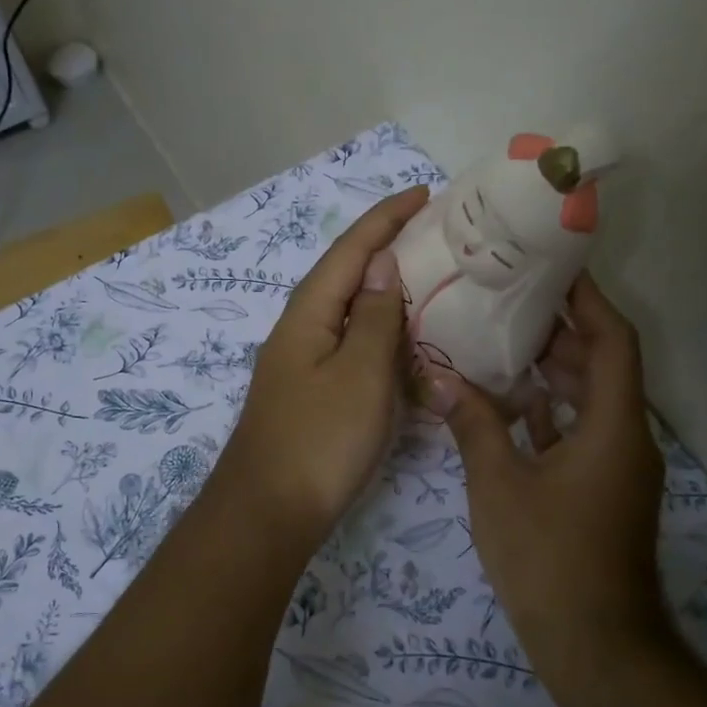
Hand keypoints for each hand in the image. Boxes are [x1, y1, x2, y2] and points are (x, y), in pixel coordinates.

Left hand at [221, 186, 430, 545]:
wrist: (269, 513)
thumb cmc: (320, 440)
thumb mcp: (360, 373)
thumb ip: (376, 317)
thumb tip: (383, 263)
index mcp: (309, 314)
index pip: (351, 250)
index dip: (386, 219)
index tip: (423, 194)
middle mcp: (301, 329)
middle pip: (346, 275)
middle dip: (387, 248)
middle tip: (436, 235)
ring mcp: (304, 363)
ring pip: (350, 313)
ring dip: (385, 291)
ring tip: (429, 278)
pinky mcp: (313, 393)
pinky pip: (352, 347)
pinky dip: (381, 334)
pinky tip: (405, 342)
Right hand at [426, 273, 666, 693]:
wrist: (596, 646)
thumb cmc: (550, 558)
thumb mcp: (499, 486)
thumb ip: (473, 425)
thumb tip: (439, 377)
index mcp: (614, 426)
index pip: (613, 342)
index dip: (590, 301)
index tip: (555, 269)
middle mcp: (626, 438)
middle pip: (603, 366)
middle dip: (562, 331)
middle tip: (510, 300)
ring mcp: (616, 468)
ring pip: (590, 401)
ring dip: (553, 371)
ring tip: (502, 341)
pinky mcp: (602, 491)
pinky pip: (579, 433)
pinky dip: (549, 413)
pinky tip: (507, 404)